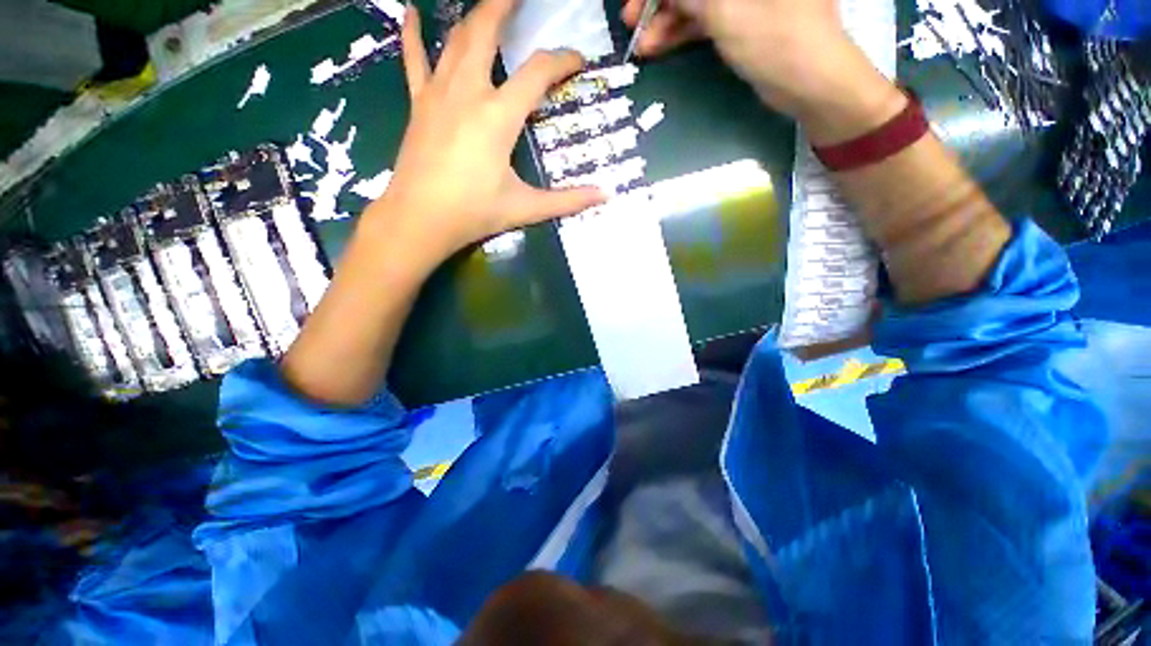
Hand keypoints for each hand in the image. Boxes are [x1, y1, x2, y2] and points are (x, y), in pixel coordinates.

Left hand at [374, 0, 605, 265]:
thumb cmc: (474, 212)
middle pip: (487, 30)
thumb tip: (605, 196)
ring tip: (490, 3)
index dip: (563, 61)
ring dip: (474, 15)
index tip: (578, 60)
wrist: (421, 219)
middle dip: (506, 5)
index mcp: (499, 116)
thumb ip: (567, 201)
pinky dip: (413, 33)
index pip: (538, 73)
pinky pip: (414, 59)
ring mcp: (439, 93)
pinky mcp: (420, 104)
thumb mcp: (526, 207)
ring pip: (456, 38)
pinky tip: (411, 13)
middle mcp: (469, 91)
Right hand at [621, 0, 876, 119]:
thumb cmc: (776, 40)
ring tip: (642, 46)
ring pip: (697, 1)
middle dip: (660, 1)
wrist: (811, 84)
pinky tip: (658, 46)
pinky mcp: (744, 17)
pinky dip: (682, 31)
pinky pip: (706, 18)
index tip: (634, 2)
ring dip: (667, 21)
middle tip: (632, 23)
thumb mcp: (726, 12)